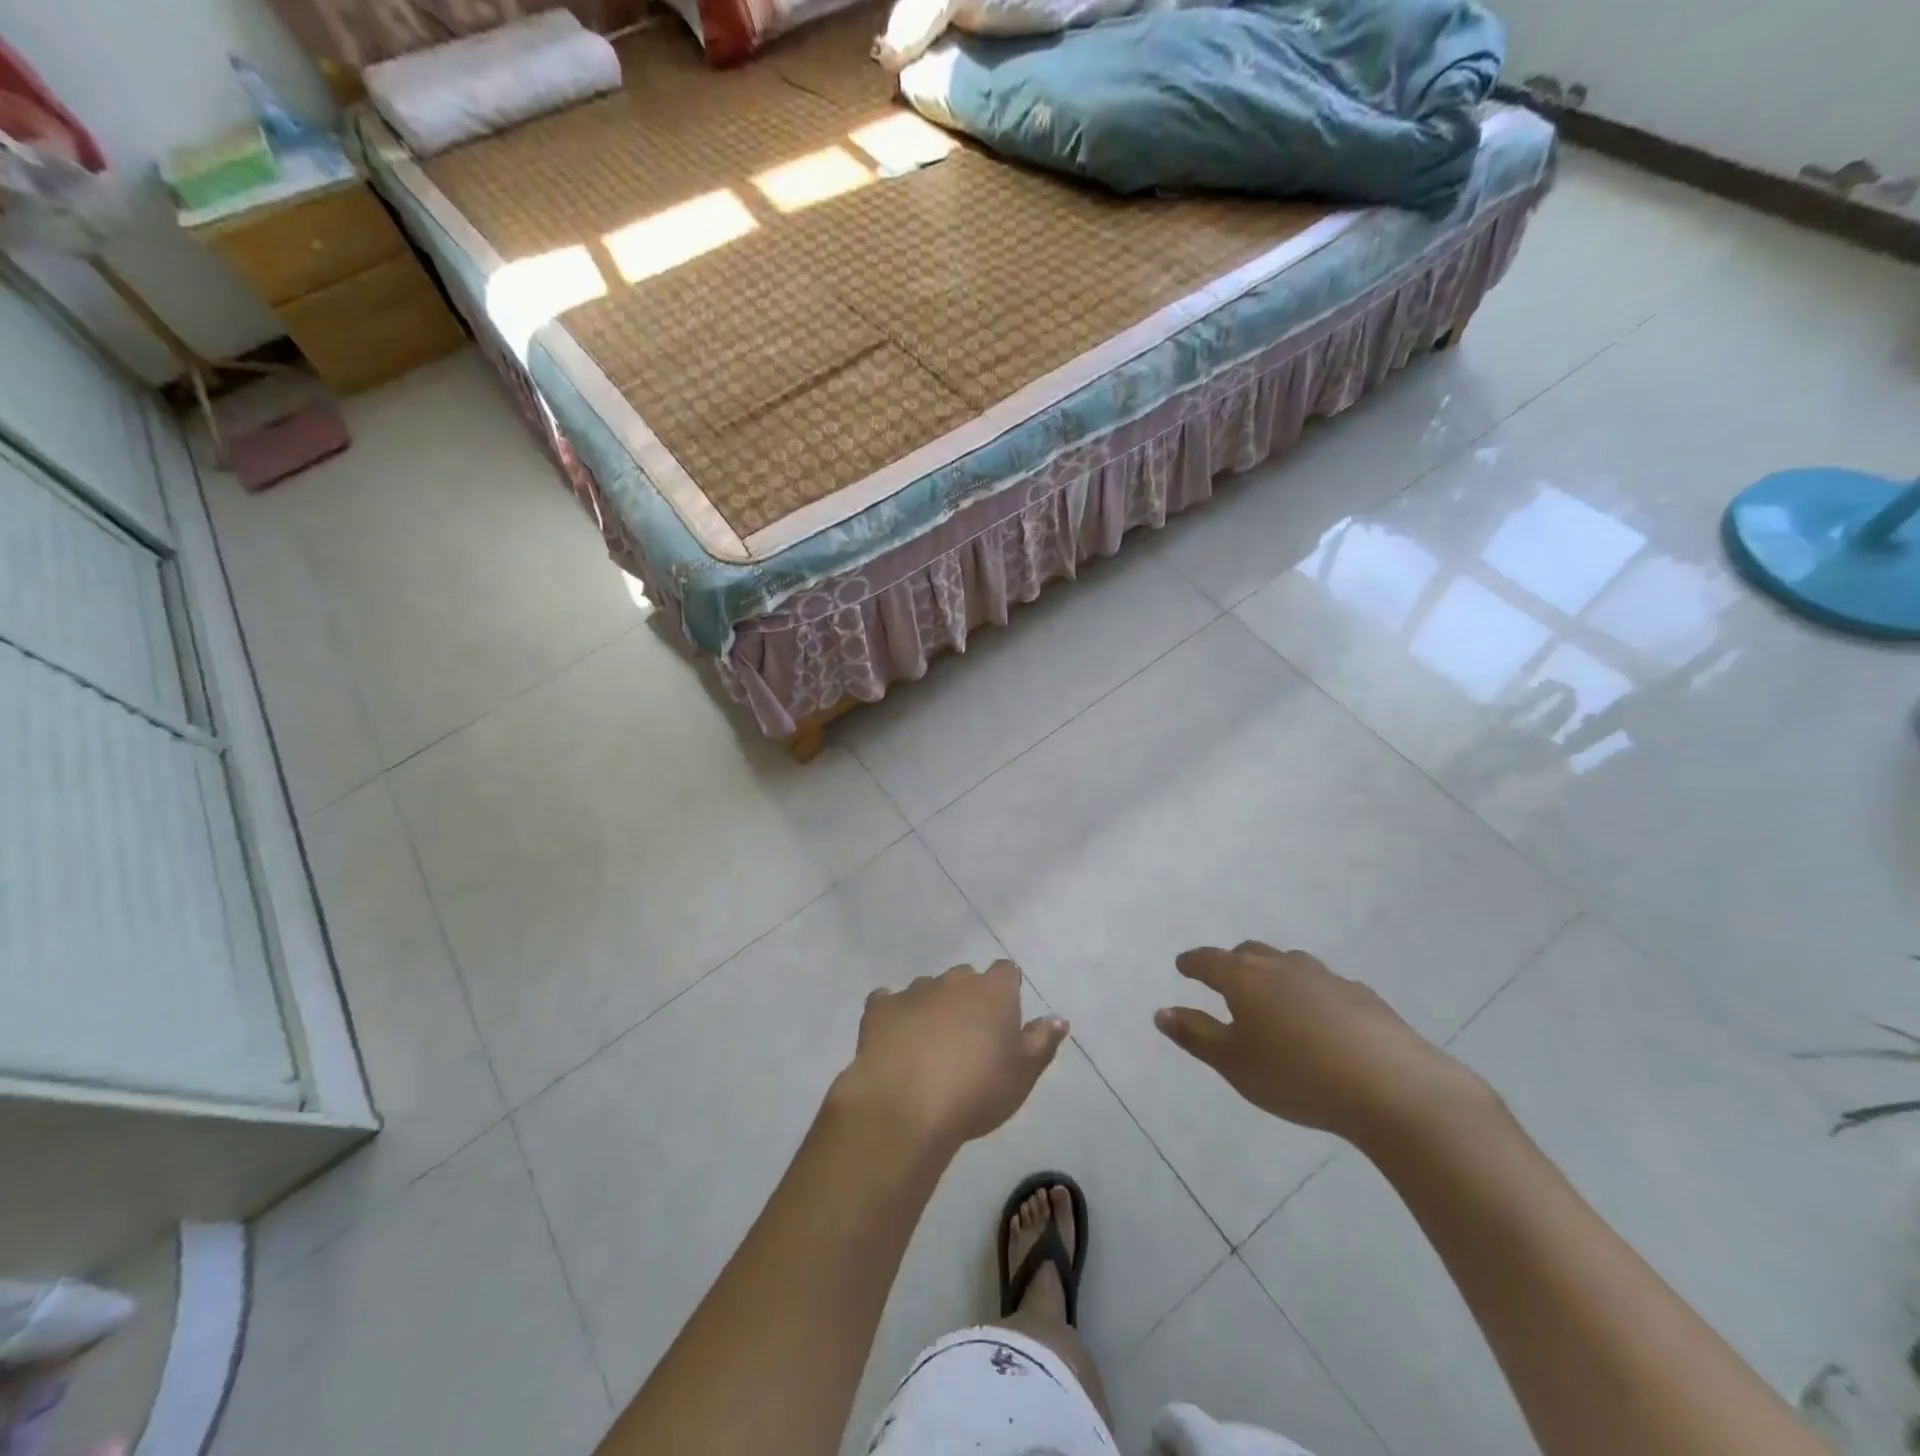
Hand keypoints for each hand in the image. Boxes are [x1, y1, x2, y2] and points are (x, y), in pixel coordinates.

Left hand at [834, 961, 1067, 1151]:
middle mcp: (953, 981)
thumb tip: (1058, 1018)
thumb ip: (1041, 1042)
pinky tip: (893, 1040)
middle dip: (968, 999)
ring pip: (928, 989)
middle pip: (966, 979)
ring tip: (929, 1046)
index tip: (1004, 1018)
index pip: (1007, 972)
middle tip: (968, 1038)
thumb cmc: (975, 1091)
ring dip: (932, 1007)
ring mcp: (914, 991)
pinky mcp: (880, 1008)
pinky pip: (889, 1002)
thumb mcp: (1022, 1075)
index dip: (1007, 990)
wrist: (904, 1106)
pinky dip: (894, 1015)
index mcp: (992, 992)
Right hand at [1155, 941, 1481, 1141]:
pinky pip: (1323, 984)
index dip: (1192, 963)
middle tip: (1224, 982)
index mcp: (1245, 978)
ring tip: (1272, 999)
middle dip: (1231, 962)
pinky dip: (1309, 993)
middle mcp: (1282, 966)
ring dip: (1273, 973)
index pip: (1208, 960)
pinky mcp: (1362, 995)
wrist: (1393, 1088)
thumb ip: (1195, 1035)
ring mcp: (1325, 977)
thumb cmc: (1297, 1077)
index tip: (1182, 967)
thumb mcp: (1235, 1064)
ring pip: (1288, 963)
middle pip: (1249, 952)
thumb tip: (1161, 1011)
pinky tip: (1320, 1021)